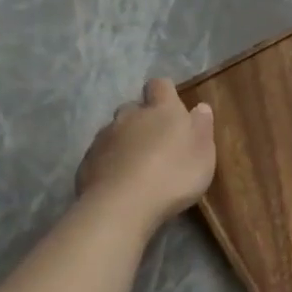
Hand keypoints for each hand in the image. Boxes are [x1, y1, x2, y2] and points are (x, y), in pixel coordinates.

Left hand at [74, 78, 215, 229]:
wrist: (122, 205)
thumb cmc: (173, 175)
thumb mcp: (203, 153)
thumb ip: (202, 127)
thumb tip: (200, 107)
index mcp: (162, 110)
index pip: (160, 85)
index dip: (165, 93)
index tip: (172, 107)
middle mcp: (130, 116)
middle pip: (134, 107)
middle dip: (142, 119)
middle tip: (156, 142)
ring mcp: (104, 137)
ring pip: (115, 130)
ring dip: (125, 140)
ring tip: (136, 165)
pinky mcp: (87, 161)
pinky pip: (101, 154)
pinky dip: (110, 161)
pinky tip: (119, 181)